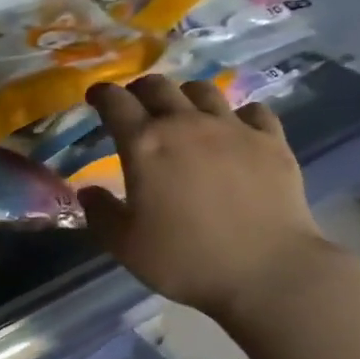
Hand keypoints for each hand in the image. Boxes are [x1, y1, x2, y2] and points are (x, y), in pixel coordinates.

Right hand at [78, 76, 333, 322]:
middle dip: (140, 90)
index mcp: (145, 144)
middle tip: (136, 106)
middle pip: (158, 86)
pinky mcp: (271, 141)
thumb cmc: (186, 260)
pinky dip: (238, 115)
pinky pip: (252, 110)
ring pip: (203, 90)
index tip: (96, 97)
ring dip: (185, 96)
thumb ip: (101, 214)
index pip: (115, 102)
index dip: (102, 94)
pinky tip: (236, 130)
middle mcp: (186, 124)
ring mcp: (232, 128)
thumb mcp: (126, 246)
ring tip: (184, 113)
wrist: (267, 272)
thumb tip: (88, 191)